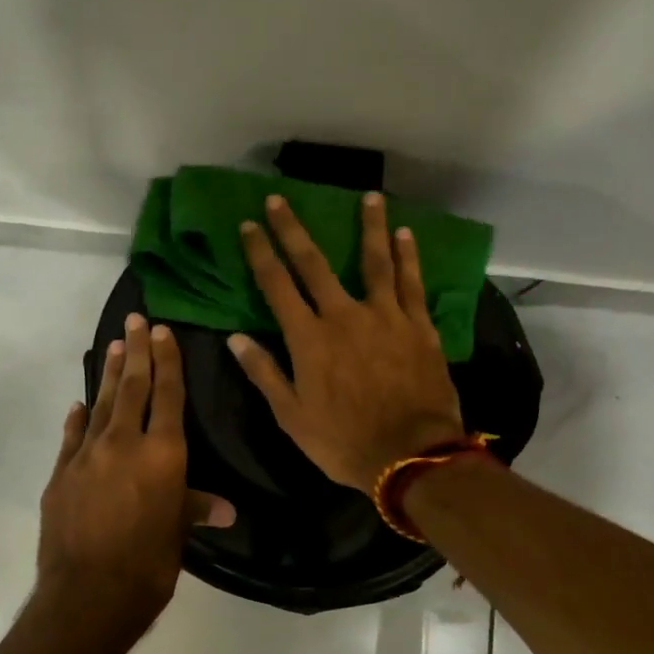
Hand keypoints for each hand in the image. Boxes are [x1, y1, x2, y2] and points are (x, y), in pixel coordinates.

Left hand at [34, 313, 233, 650]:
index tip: (162, 332)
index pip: (168, 396)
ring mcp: (86, 456)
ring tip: (112, 346)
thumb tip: (227, 508)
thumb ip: (195, 509)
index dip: (167, 362)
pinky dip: (77, 418)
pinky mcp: (60, 475)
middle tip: (136, 320)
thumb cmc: (148, 566)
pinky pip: (71, 437)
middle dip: (135, 352)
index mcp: (163, 455)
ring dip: (106, 374)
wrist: (86, 596)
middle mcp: (124, 444)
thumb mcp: (178, 535)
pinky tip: (77, 405)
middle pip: (131, 388)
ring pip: (99, 405)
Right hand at [232, 193, 465, 490]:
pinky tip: (406, 235)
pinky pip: (412, 284)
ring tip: (369, 197)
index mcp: (309, 339)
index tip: (248, 225)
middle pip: (314, 264)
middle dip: (293, 230)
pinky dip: (408, 258)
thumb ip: (264, 373)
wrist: (411, 456)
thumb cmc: (344, 442)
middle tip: (279, 199)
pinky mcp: (418, 327)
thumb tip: (235, 339)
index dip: (260, 253)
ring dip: (369, 227)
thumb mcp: (292, 417)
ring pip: (374, 262)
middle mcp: (344, 316)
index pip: (277, 286)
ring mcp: (385, 317)